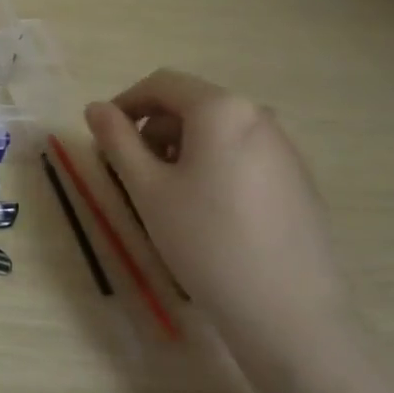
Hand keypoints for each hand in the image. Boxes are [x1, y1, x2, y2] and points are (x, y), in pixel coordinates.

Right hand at [84, 69, 346, 357]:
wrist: (287, 309)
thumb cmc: (205, 240)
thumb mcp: (147, 188)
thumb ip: (116, 140)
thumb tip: (96, 108)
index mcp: (221, 109)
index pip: (161, 83)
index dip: (125, 103)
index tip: (104, 138)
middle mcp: (259, 115)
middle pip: (191, 104)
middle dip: (152, 128)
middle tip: (131, 172)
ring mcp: (284, 147)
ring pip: (217, 129)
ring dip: (180, 147)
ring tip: (166, 194)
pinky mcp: (297, 177)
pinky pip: (242, 152)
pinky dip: (212, 163)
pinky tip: (206, 209)